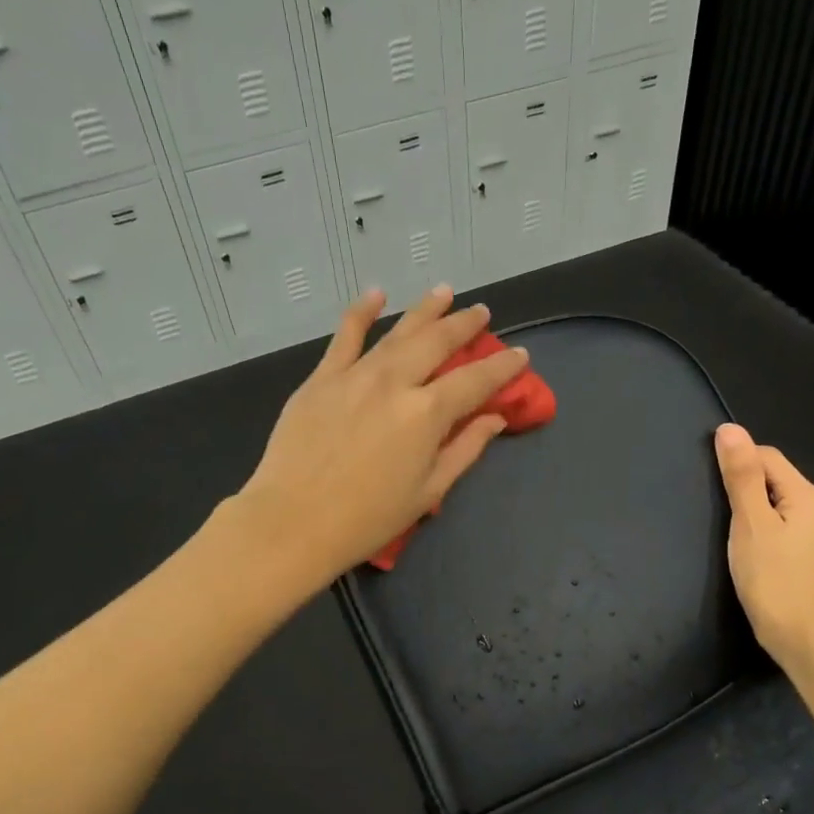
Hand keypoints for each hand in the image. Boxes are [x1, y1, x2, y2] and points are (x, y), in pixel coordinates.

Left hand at [232, 286, 529, 588]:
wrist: (293, 522)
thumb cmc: (368, 519)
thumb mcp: (428, 492)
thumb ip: (464, 449)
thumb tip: (494, 419)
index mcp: (426, 414)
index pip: (475, 381)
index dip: (502, 367)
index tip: (520, 354)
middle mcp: (395, 382)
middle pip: (437, 342)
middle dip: (464, 325)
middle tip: (481, 312)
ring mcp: (355, 375)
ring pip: (397, 332)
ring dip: (424, 310)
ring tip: (444, 292)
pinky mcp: (321, 379)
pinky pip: (344, 336)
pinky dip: (361, 312)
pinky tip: (375, 294)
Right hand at [714, 424, 813, 670]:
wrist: (813, 646)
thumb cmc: (774, 583)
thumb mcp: (749, 526)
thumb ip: (740, 477)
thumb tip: (731, 428)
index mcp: (810, 499)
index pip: (770, 459)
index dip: (740, 463)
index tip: (716, 488)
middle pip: (786, 491)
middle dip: (758, 499)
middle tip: (730, 527)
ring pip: (801, 524)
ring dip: (779, 528)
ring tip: (756, 552)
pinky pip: (813, 554)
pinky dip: (795, 555)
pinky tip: (783, 575)